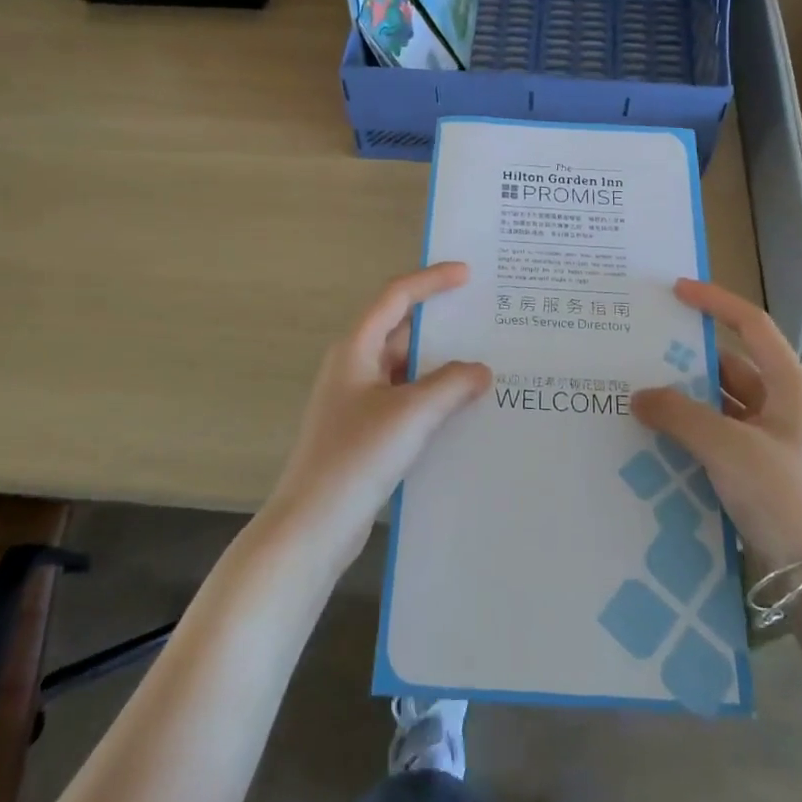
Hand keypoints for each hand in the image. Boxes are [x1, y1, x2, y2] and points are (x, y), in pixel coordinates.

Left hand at [267, 263, 491, 565]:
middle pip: (403, 332)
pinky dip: (434, 397)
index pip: (396, 297)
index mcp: (356, 349)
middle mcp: (355, 367)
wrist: (313, 526)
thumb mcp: (411, 413)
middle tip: (487, 322)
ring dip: (442, 367)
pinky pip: (407, 400)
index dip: (431, 281)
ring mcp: (359, 402)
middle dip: (443, 327)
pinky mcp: (367, 432)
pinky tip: (465, 409)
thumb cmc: (357, 456)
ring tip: (488, 364)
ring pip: (408, 370)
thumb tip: (481, 370)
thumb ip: (451, 384)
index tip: (467, 275)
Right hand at [631, 279, 801, 569]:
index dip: (715, 302)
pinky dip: (689, 429)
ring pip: (719, 403)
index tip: (676, 290)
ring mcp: (770, 439)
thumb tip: (640, 395)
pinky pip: (717, 435)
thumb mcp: (727, 447)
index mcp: (789, 386)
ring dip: (684, 398)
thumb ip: (679, 414)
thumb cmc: (782, 495)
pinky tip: (656, 434)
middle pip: (729, 365)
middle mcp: (782, 405)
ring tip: (639, 391)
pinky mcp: (757, 469)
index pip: (751, 325)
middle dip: (687, 358)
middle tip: (641, 349)